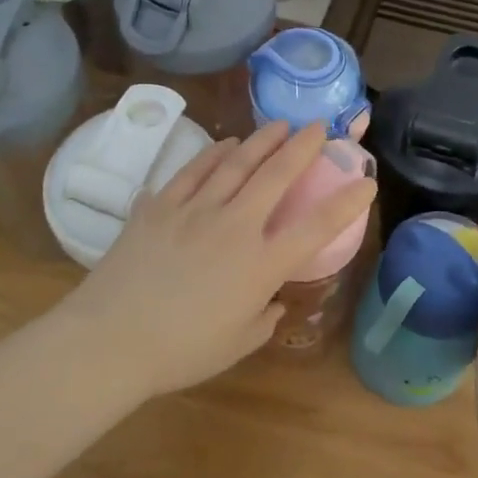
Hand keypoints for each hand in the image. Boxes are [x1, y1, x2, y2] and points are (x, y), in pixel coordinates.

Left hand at [65, 121, 376, 398]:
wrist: (112, 339)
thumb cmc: (182, 352)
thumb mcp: (237, 343)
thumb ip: (263, 317)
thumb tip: (272, 301)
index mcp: (261, 264)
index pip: (316, 227)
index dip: (346, 202)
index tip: (365, 181)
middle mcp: (235, 226)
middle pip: (276, 176)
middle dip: (302, 147)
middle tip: (318, 126)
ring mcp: (195, 210)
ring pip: (236, 164)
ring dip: (261, 141)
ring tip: (278, 125)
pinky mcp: (160, 206)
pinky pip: (193, 171)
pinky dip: (213, 155)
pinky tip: (225, 145)